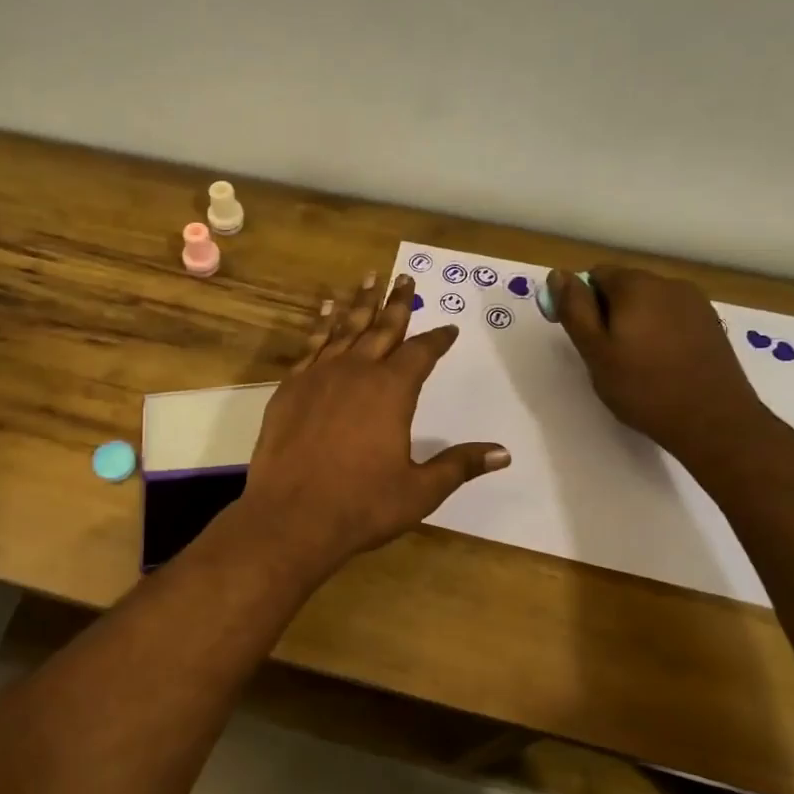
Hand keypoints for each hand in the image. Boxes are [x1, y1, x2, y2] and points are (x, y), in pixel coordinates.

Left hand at [237, 271, 509, 577]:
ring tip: (368, 278)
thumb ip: (459, 465)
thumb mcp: (420, 490)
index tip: (449, 328)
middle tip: (405, 277)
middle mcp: (356, 372)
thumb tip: (503, 453)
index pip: (422, 353)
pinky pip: (311, 345)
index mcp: (392, 390)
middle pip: (382, 328)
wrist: (291, 516)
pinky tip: (327, 313)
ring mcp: (318, 376)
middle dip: (397, 303)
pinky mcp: (290, 387)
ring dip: (359, 303)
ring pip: (344, 329)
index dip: (438, 338)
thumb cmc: (361, 504)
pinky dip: (322, 325)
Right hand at [549, 266, 767, 464]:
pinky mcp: (711, 323)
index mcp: (636, 285)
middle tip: (605, 355)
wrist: (712, 420)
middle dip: (608, 312)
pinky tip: (661, 363)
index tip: (581, 337)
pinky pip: (672, 317)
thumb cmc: (643, 387)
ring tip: (634, 362)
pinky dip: (659, 331)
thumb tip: (558, 274)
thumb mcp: (595, 351)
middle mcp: (668, 283)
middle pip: (624, 286)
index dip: (580, 302)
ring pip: (649, 302)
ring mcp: (695, 302)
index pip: (595, 275)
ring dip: (634, 322)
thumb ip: (574, 309)